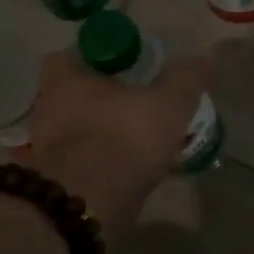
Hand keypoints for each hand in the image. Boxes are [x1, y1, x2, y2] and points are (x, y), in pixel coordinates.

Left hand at [25, 49, 211, 238]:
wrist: (88, 203)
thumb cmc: (124, 137)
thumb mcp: (168, 104)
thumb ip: (186, 79)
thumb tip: (207, 56)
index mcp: (65, 74)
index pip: (87, 50)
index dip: (114, 56)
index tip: (139, 68)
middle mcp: (47, 103)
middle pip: (82, 90)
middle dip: (110, 97)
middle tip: (143, 104)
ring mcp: (46, 143)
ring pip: (82, 127)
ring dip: (107, 131)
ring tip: (142, 140)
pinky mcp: (55, 177)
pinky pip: (84, 159)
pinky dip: (104, 161)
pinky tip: (130, 168)